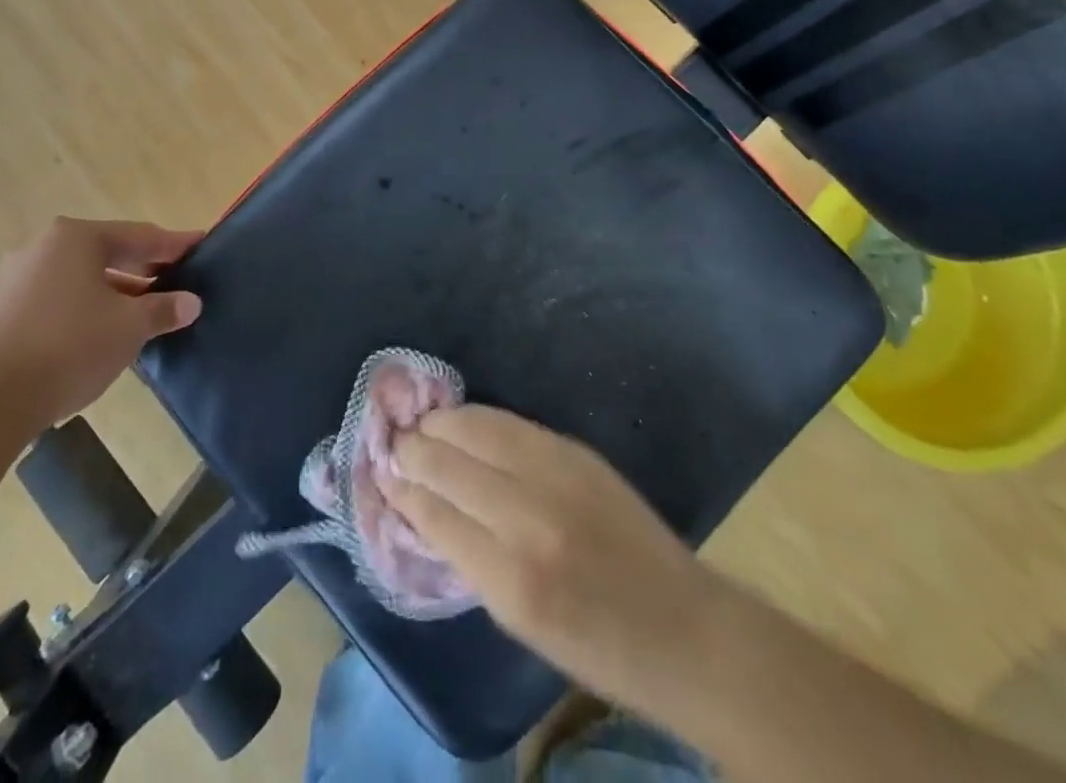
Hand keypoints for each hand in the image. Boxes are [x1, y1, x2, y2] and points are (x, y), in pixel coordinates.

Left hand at [0, 217, 203, 432]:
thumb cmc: (69, 346)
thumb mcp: (128, 327)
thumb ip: (163, 309)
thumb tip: (191, 302)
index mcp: (76, 237)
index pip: (140, 235)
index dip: (175, 244)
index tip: (202, 246)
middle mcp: (43, 248)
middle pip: (108, 253)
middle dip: (145, 269)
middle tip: (178, 281)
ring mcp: (16, 279)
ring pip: (82, 279)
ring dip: (116, 293)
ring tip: (146, 313)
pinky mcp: (1, 313)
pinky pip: (58, 300)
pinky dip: (87, 309)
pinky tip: (104, 333)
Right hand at [387, 407, 710, 716]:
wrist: (681, 627)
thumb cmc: (596, 646)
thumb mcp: (520, 624)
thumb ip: (470, 561)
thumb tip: (426, 509)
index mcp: (510, 580)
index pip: (435, 516)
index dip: (403, 492)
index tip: (384, 478)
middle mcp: (527, 519)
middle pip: (449, 466)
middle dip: (413, 452)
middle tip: (393, 445)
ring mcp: (555, 476)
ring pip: (477, 431)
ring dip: (441, 425)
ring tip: (421, 425)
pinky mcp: (575, 452)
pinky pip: (511, 424)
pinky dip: (478, 419)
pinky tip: (462, 419)